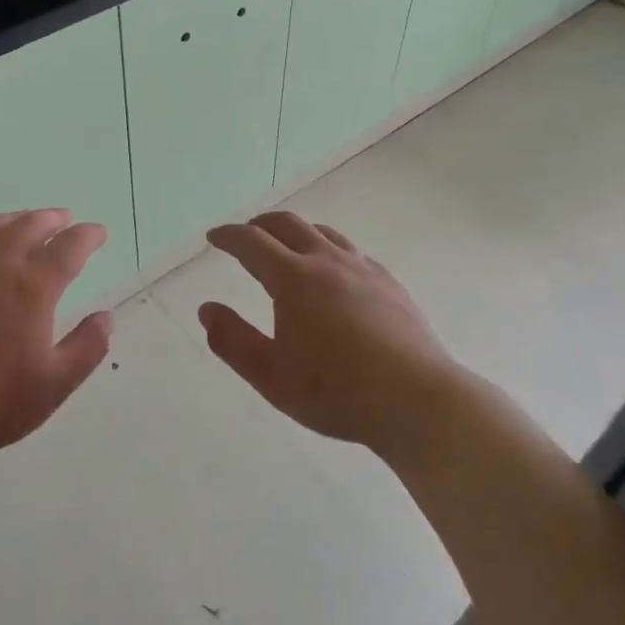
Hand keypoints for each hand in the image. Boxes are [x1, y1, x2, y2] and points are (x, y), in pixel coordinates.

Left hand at [0, 209, 113, 456]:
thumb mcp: (53, 384)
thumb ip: (86, 348)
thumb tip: (105, 318)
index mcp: (33, 286)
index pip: (69, 247)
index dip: (88, 236)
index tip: (99, 232)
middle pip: (29, 226)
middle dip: (52, 219)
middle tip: (64, 219)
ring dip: (16, 220)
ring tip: (25, 222)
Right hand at [199, 212, 464, 461]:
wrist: (417, 400)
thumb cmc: (337, 393)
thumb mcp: (272, 377)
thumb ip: (233, 341)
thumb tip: (207, 310)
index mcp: (294, 280)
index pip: (252, 243)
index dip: (228, 236)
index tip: (214, 237)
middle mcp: (328, 261)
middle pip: (288, 225)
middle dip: (260, 225)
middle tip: (245, 235)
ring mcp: (364, 269)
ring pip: (323, 232)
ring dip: (296, 232)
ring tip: (286, 247)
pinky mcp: (389, 282)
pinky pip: (351, 250)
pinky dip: (328, 248)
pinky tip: (333, 272)